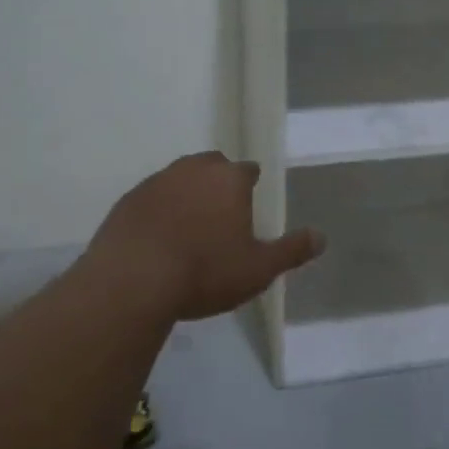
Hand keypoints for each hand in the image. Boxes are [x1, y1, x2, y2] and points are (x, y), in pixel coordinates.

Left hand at [86, 152, 324, 320]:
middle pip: (212, 166)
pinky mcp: (127, 201)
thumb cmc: (205, 271)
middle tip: (222, 214)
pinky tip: (159, 237)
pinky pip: (151, 199)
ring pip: (178, 179)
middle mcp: (193, 170)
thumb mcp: (258, 269)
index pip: (248, 171)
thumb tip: (321, 237)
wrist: (132, 282)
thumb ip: (291, 251)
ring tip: (190, 226)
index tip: (250, 206)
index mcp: (229, 179)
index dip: (251, 186)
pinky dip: (159, 211)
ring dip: (187, 195)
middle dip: (219, 183)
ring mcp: (155, 182)